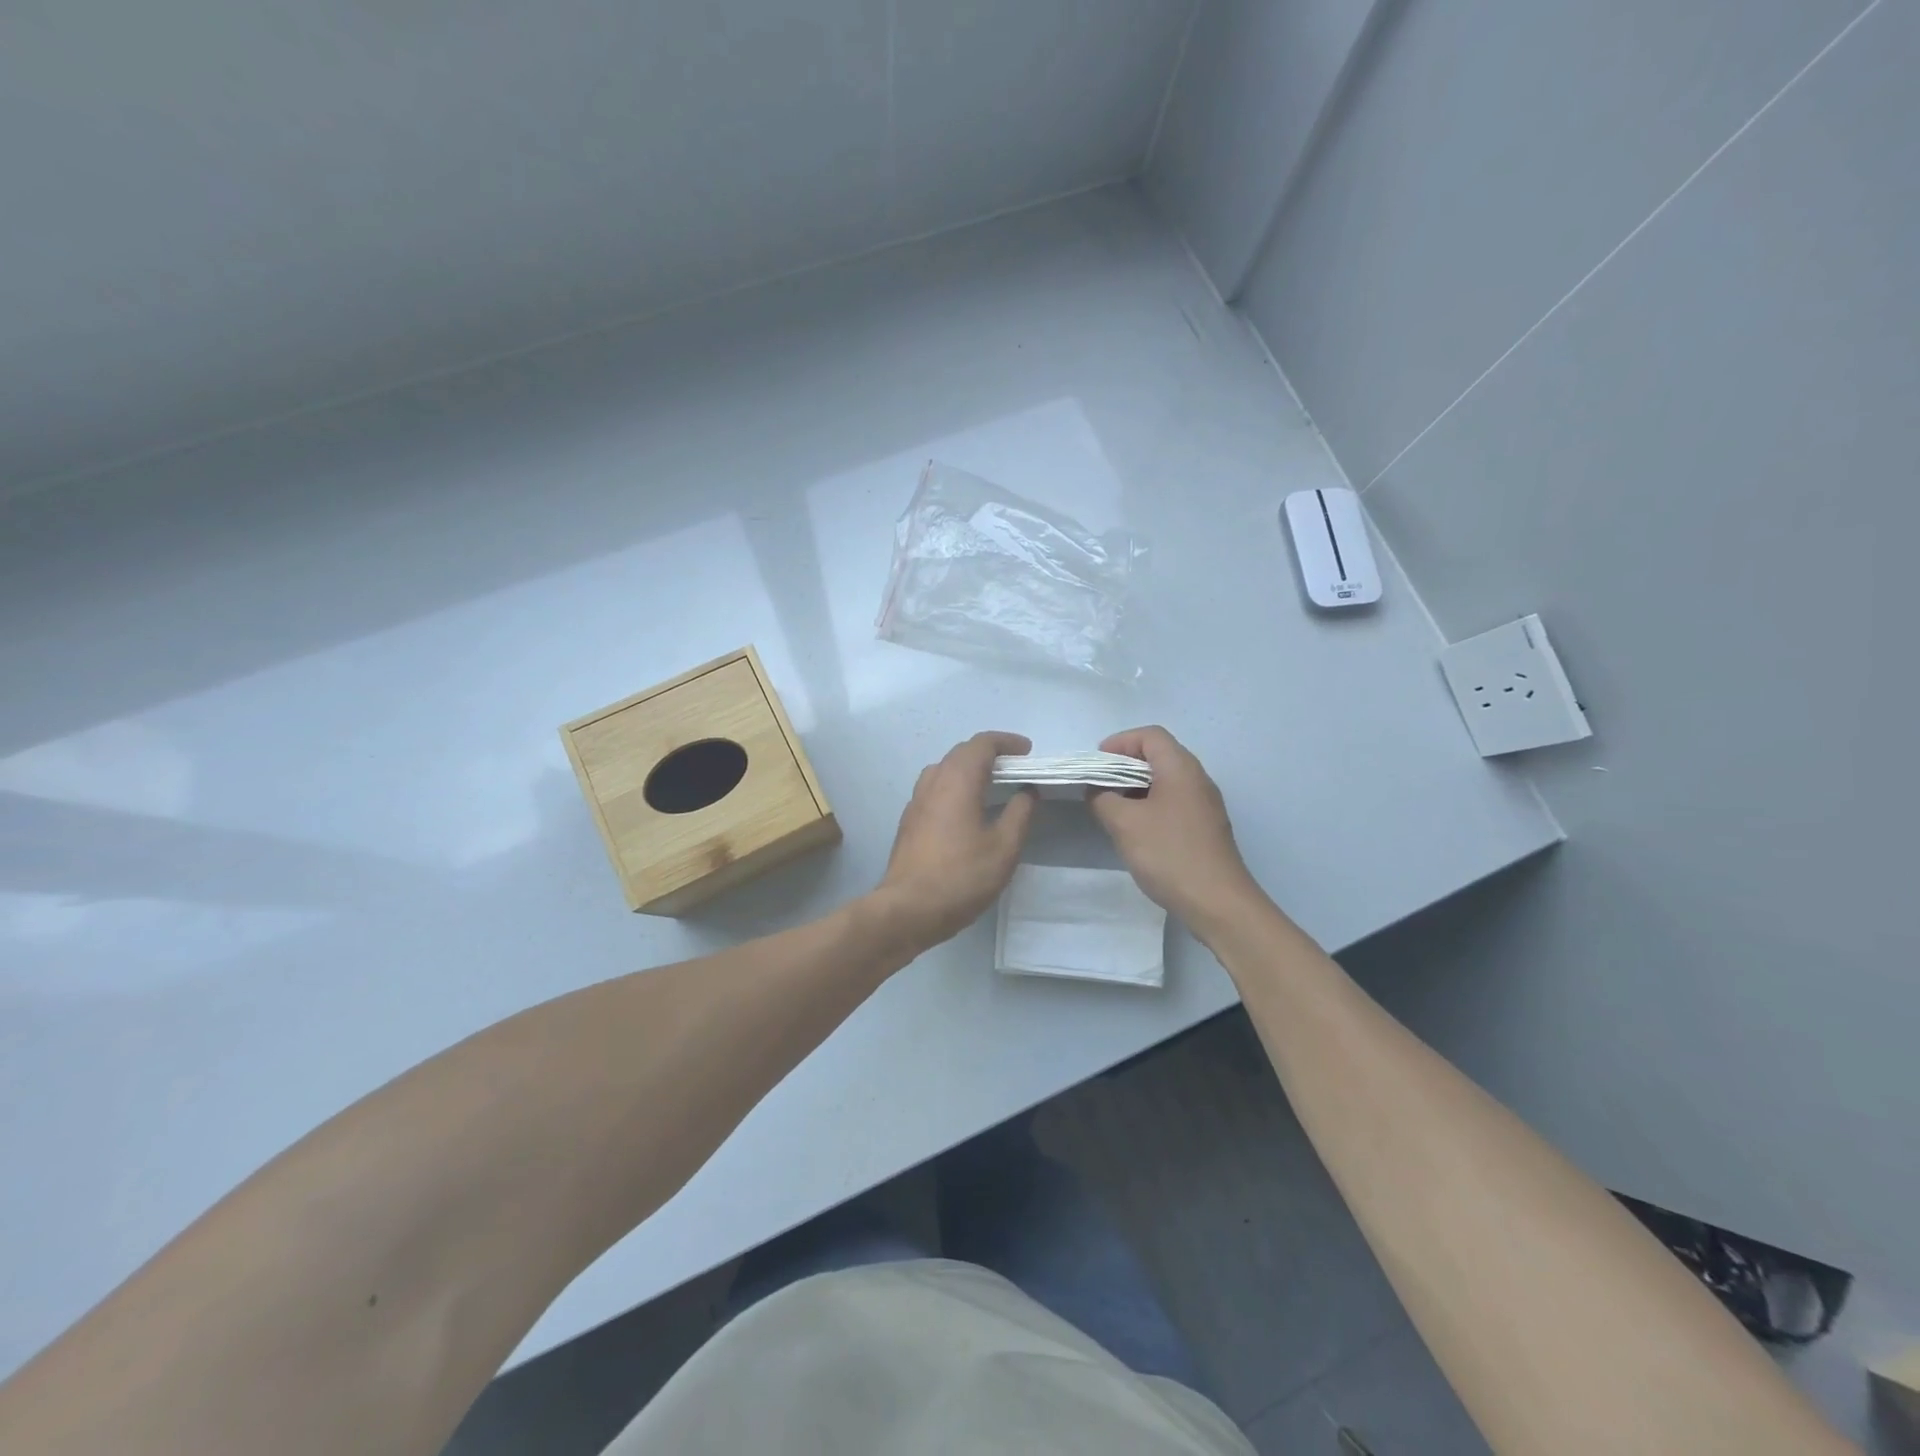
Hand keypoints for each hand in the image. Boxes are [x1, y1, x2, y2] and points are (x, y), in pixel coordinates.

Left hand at [874, 732, 1036, 952]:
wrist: (908, 909)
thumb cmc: (961, 877)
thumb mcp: (1004, 848)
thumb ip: (1020, 814)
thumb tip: (1027, 791)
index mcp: (957, 781)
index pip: (981, 744)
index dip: (1006, 742)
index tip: (1027, 752)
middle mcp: (933, 782)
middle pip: (960, 752)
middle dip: (989, 753)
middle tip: (1015, 767)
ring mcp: (916, 802)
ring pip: (944, 769)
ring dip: (969, 769)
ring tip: (991, 786)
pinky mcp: (909, 822)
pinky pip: (934, 789)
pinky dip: (955, 786)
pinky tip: (966, 810)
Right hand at [1087, 726, 1264, 931]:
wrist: (1218, 903)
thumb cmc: (1169, 854)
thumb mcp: (1124, 823)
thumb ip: (1102, 799)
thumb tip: (1097, 790)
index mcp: (1181, 768)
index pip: (1150, 735)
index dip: (1119, 742)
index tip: (1096, 765)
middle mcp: (1197, 779)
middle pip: (1159, 756)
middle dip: (1124, 766)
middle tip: (1099, 786)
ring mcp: (1205, 805)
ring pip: (1165, 781)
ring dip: (1136, 788)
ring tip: (1112, 809)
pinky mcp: (1205, 828)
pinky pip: (1173, 803)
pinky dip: (1150, 806)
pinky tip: (1135, 831)